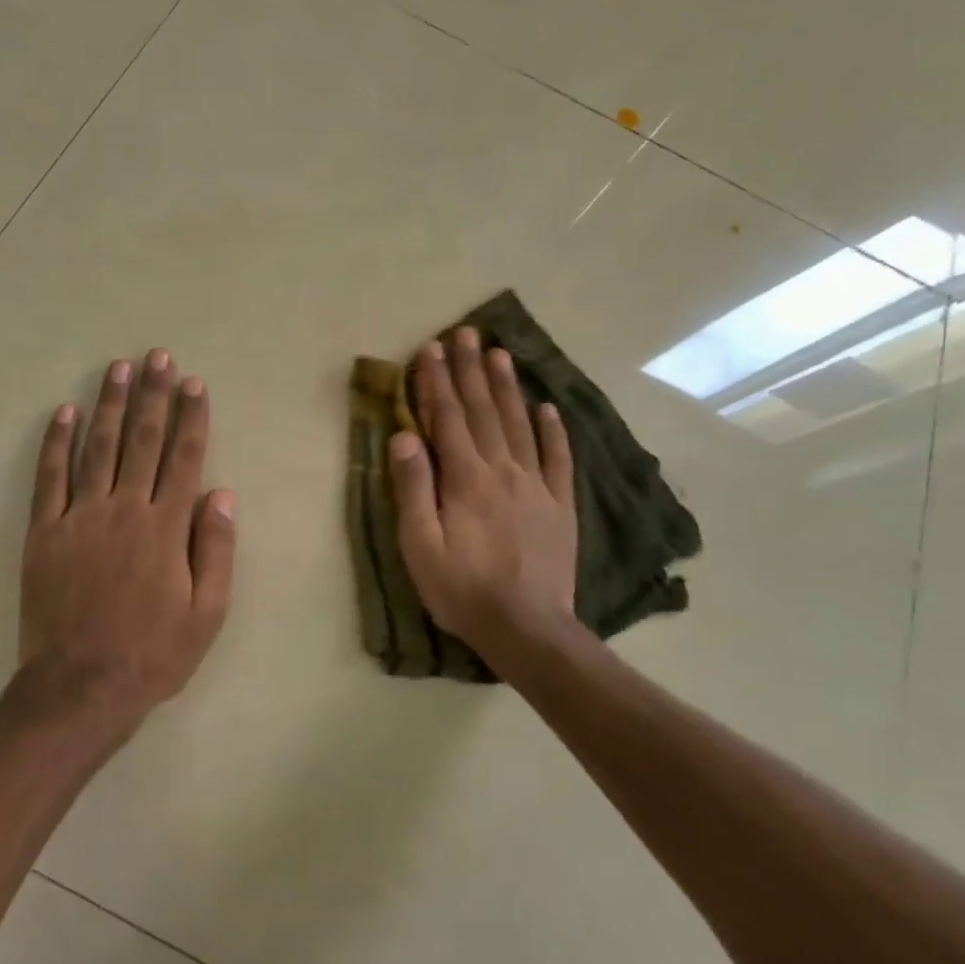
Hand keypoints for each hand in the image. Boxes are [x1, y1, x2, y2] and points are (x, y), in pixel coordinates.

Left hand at [17, 349, 236, 730]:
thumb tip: (222, 493)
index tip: (194, 383)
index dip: (191, 418)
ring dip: (110, 405)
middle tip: (158, 357)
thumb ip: (215, 549)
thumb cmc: (153, 653)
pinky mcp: (45, 532)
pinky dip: (56, 443)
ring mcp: (80, 517)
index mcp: (166, 528)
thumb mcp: (207, 613)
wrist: (81, 687)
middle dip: (153, 396)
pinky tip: (64, 412)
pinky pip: (50, 478)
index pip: (184, 458)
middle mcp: (124, 510)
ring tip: (119, 368)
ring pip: (98, 448)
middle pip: (143, 441)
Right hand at [389, 328, 579, 667]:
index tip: (431, 348)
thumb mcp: (420, 545)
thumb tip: (404, 435)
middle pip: (484, 411)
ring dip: (508, 387)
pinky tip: (549, 407)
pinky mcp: (560, 505)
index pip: (447, 419)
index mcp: (465, 479)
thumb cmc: (462, 589)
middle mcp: (503, 470)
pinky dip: (553, 430)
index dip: (436, 382)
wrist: (528, 630)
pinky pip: (558, 459)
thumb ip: (413, 488)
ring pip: (520, 425)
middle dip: (471, 370)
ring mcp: (537, 485)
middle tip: (467, 333)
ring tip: (500, 354)